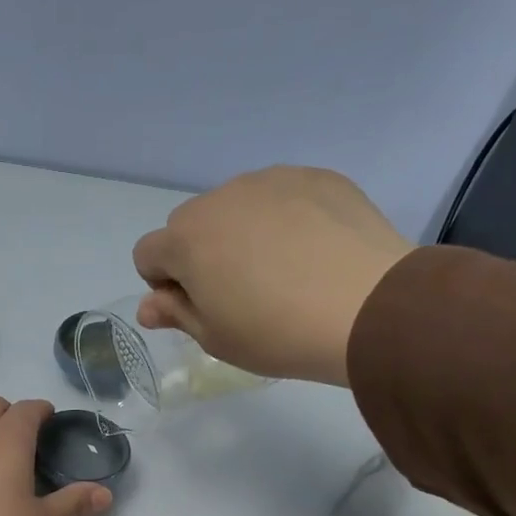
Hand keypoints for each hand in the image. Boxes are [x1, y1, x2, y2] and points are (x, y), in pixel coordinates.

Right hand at [132, 166, 414, 386]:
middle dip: (200, 253)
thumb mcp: (216, 338)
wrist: (367, 307)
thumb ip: (176, 314)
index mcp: (186, 240)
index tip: (197, 307)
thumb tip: (148, 306)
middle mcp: (220, 198)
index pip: (148, 253)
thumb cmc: (277, 333)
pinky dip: (285, 219)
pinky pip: (283, 195)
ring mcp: (271, 180)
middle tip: (240, 291)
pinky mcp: (316, 177)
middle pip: (190, 224)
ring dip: (241, 233)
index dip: (164, 284)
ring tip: (283, 271)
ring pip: (237, 206)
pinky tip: (314, 251)